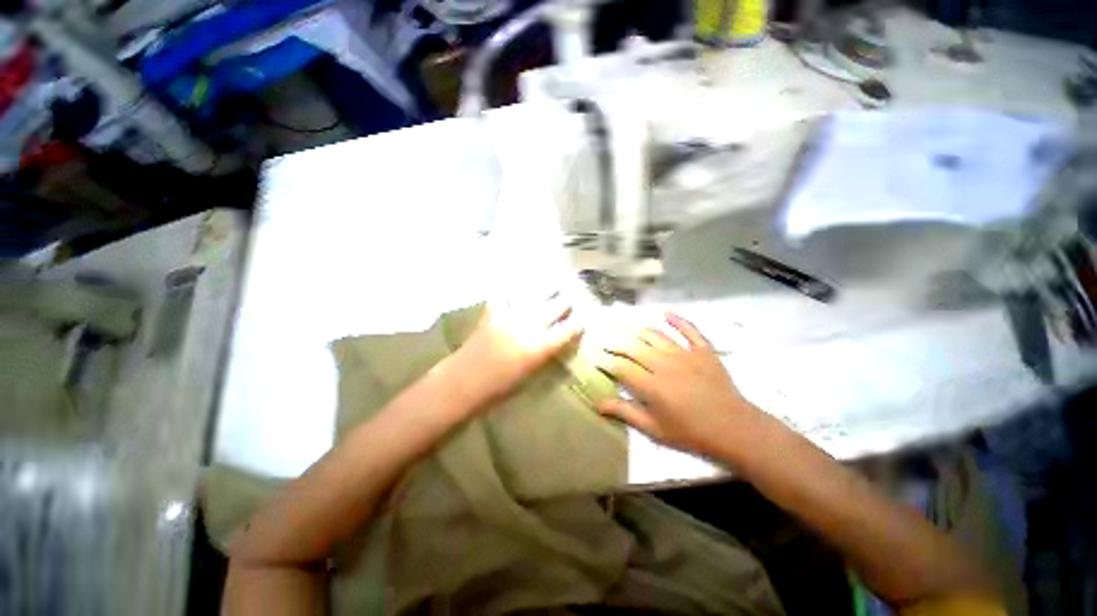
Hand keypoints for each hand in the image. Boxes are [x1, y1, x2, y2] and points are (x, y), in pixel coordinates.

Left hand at [452, 296, 581, 407]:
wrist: (463, 383)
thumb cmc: (499, 388)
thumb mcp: (530, 374)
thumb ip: (544, 354)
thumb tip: (555, 341)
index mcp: (540, 347)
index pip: (568, 330)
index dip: (577, 324)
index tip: (581, 321)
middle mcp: (529, 327)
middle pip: (554, 308)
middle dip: (564, 303)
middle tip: (568, 301)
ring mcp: (510, 317)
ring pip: (534, 298)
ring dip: (544, 294)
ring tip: (550, 288)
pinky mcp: (493, 313)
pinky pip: (504, 296)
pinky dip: (511, 293)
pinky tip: (515, 290)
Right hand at [595, 313, 758, 456]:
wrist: (735, 430)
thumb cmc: (691, 433)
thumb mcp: (655, 430)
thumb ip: (626, 413)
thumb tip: (598, 403)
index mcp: (652, 386)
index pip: (621, 367)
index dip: (606, 362)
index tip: (596, 358)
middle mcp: (665, 364)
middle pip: (633, 347)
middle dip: (616, 343)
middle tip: (605, 339)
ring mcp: (685, 354)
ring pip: (655, 335)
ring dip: (638, 330)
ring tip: (625, 328)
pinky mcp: (704, 350)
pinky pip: (689, 330)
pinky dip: (678, 320)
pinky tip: (666, 313)